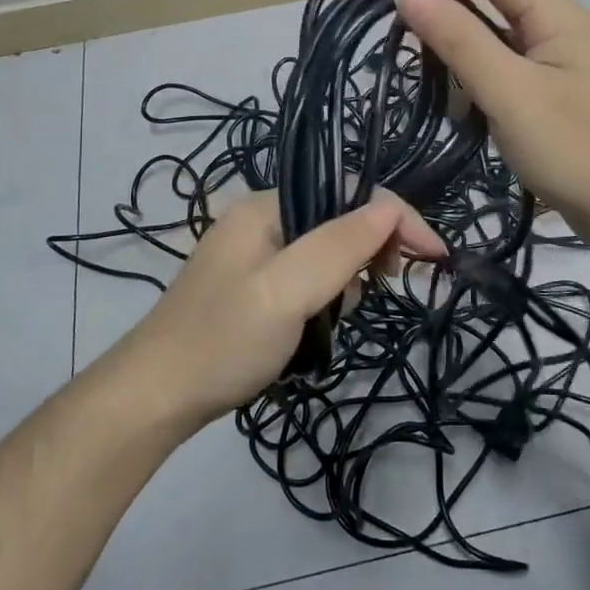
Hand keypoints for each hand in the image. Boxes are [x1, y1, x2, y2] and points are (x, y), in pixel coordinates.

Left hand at [119, 189, 444, 426]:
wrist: (156, 398)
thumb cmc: (223, 341)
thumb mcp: (286, 291)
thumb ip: (339, 246)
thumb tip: (391, 208)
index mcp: (266, 205)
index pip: (349, 191)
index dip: (396, 218)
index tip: (434, 258)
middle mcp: (263, 220)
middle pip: (340, 219)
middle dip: (369, 253)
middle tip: (383, 290)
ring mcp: (257, 256)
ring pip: (329, 255)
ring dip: (345, 284)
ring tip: (329, 321)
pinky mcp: (256, 289)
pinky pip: (309, 281)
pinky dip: (324, 301)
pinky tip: (314, 330)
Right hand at [396, 0, 589, 254]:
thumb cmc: (581, 150)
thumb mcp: (514, 94)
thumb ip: (462, 41)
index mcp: (557, 17)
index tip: (399, 1)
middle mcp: (560, 30)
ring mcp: (561, 66)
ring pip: (507, 20)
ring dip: (469, 2)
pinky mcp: (556, 100)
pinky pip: (510, 60)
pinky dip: (479, 49)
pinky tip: (461, 61)